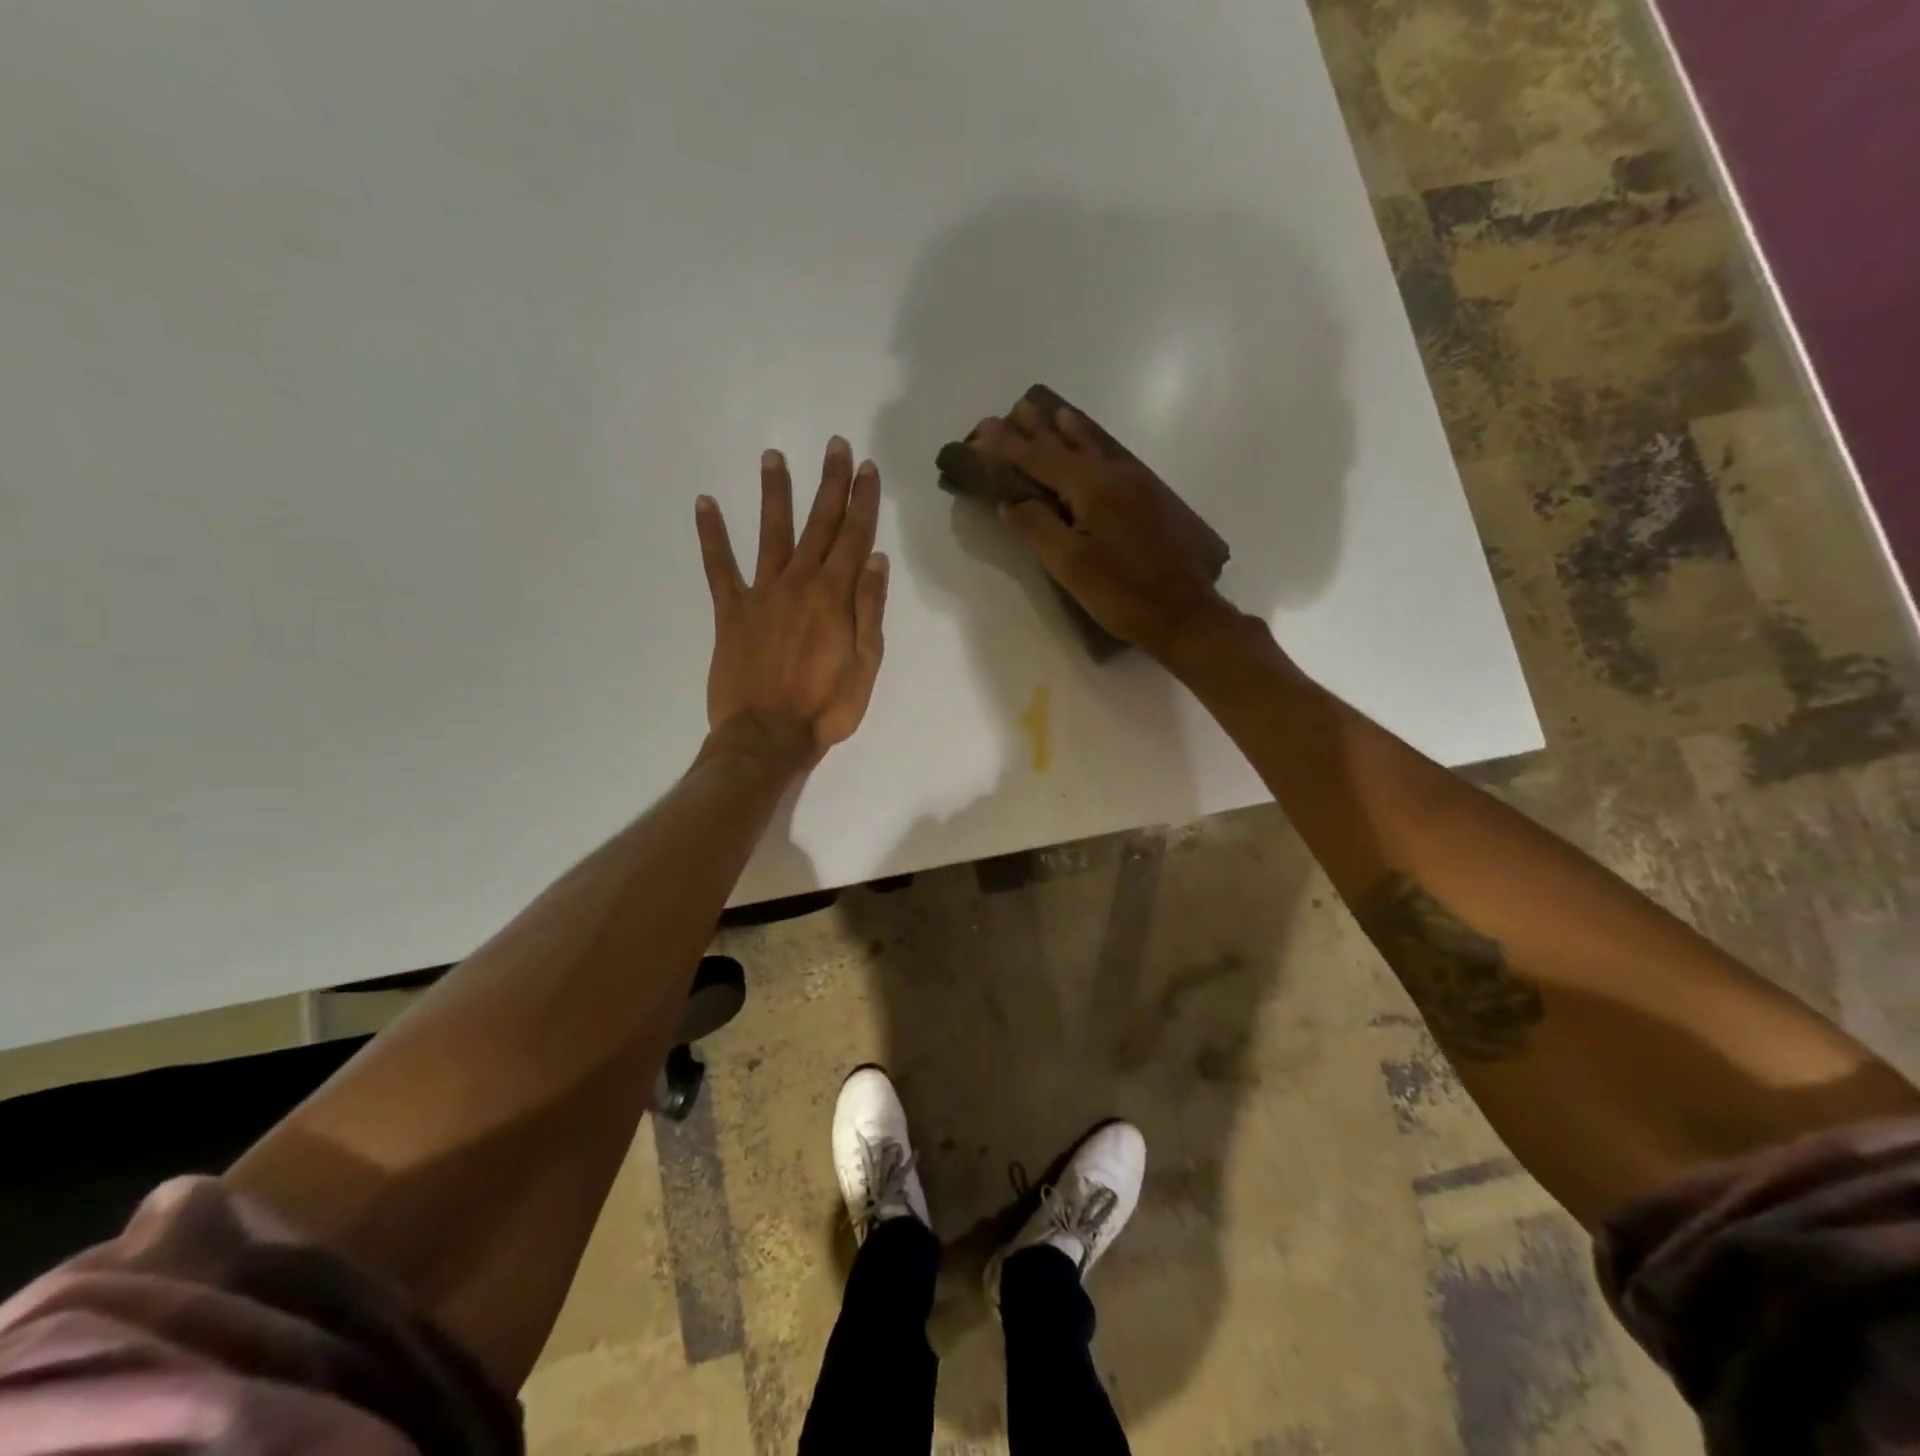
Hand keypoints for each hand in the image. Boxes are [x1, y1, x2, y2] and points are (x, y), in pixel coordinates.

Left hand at [695, 437, 888, 761]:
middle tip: (835, 445)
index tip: (866, 468)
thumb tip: (875, 559)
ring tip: (773, 456)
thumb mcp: (866, 666)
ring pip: (770, 533)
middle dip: (829, 483)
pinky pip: (719, 568)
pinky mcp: (731, 612)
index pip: (853, 537)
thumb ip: (870, 610)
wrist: (768, 737)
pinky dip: (712, 536)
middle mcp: (799, 584)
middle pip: (818, 525)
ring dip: (774, 494)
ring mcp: (762, 594)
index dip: (862, 501)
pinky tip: (705, 504)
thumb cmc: (826, 708)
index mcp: (835, 597)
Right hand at [968, 399, 1231, 658]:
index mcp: (1091, 487)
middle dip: (1039, 429)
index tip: (984, 430)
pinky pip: (1111, 460)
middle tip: (1017, 408)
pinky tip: (1091, 449)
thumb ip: (1037, 527)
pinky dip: (1092, 447)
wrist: (1182, 612)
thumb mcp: (1070, 565)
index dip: (1009, 445)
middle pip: (1068, 444)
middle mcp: (1114, 475)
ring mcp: (1136, 485)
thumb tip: (1011, 501)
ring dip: (1069, 431)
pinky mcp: (1149, 500)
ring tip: (1055, 413)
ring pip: (1095, 448)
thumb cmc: (1120, 592)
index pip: (1040, 458)